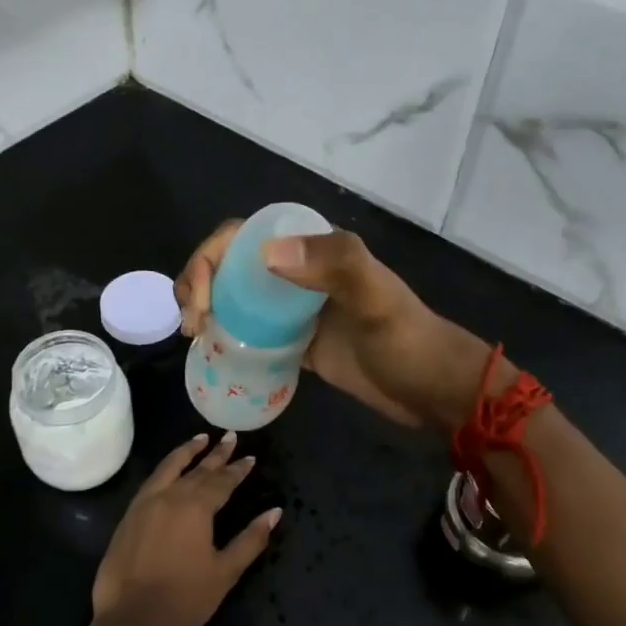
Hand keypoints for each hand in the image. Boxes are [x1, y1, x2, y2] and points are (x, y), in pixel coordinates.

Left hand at [91, 433, 279, 625]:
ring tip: (200, 438)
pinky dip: (165, 468)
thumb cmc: (185, 598)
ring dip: (187, 451)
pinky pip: (151, 480)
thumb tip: (274, 512)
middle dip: (217, 454)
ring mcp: (146, 503)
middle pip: (198, 469)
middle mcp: (171, 496)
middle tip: (230, 437)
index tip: (250, 457)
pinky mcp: (129, 516)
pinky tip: (169, 469)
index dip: (238, 469)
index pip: (222, 480)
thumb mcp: (225, 571)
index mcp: (196, 507)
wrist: (132, 620)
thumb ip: (251, 539)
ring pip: (169, 467)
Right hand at [174, 221, 498, 430]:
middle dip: (200, 283)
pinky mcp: (297, 341)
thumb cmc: (407, 341)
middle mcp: (300, 271)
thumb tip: (265, 253)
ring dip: (207, 308)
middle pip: (232, 264)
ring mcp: (296, 309)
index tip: (202, 300)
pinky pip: (251, 330)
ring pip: (236, 296)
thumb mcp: (377, 300)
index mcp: (315, 248)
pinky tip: (213, 353)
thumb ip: (333, 266)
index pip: (245, 235)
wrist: (433, 390)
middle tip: (192, 325)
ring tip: (194, 337)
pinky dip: (227, 336)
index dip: (211, 257)